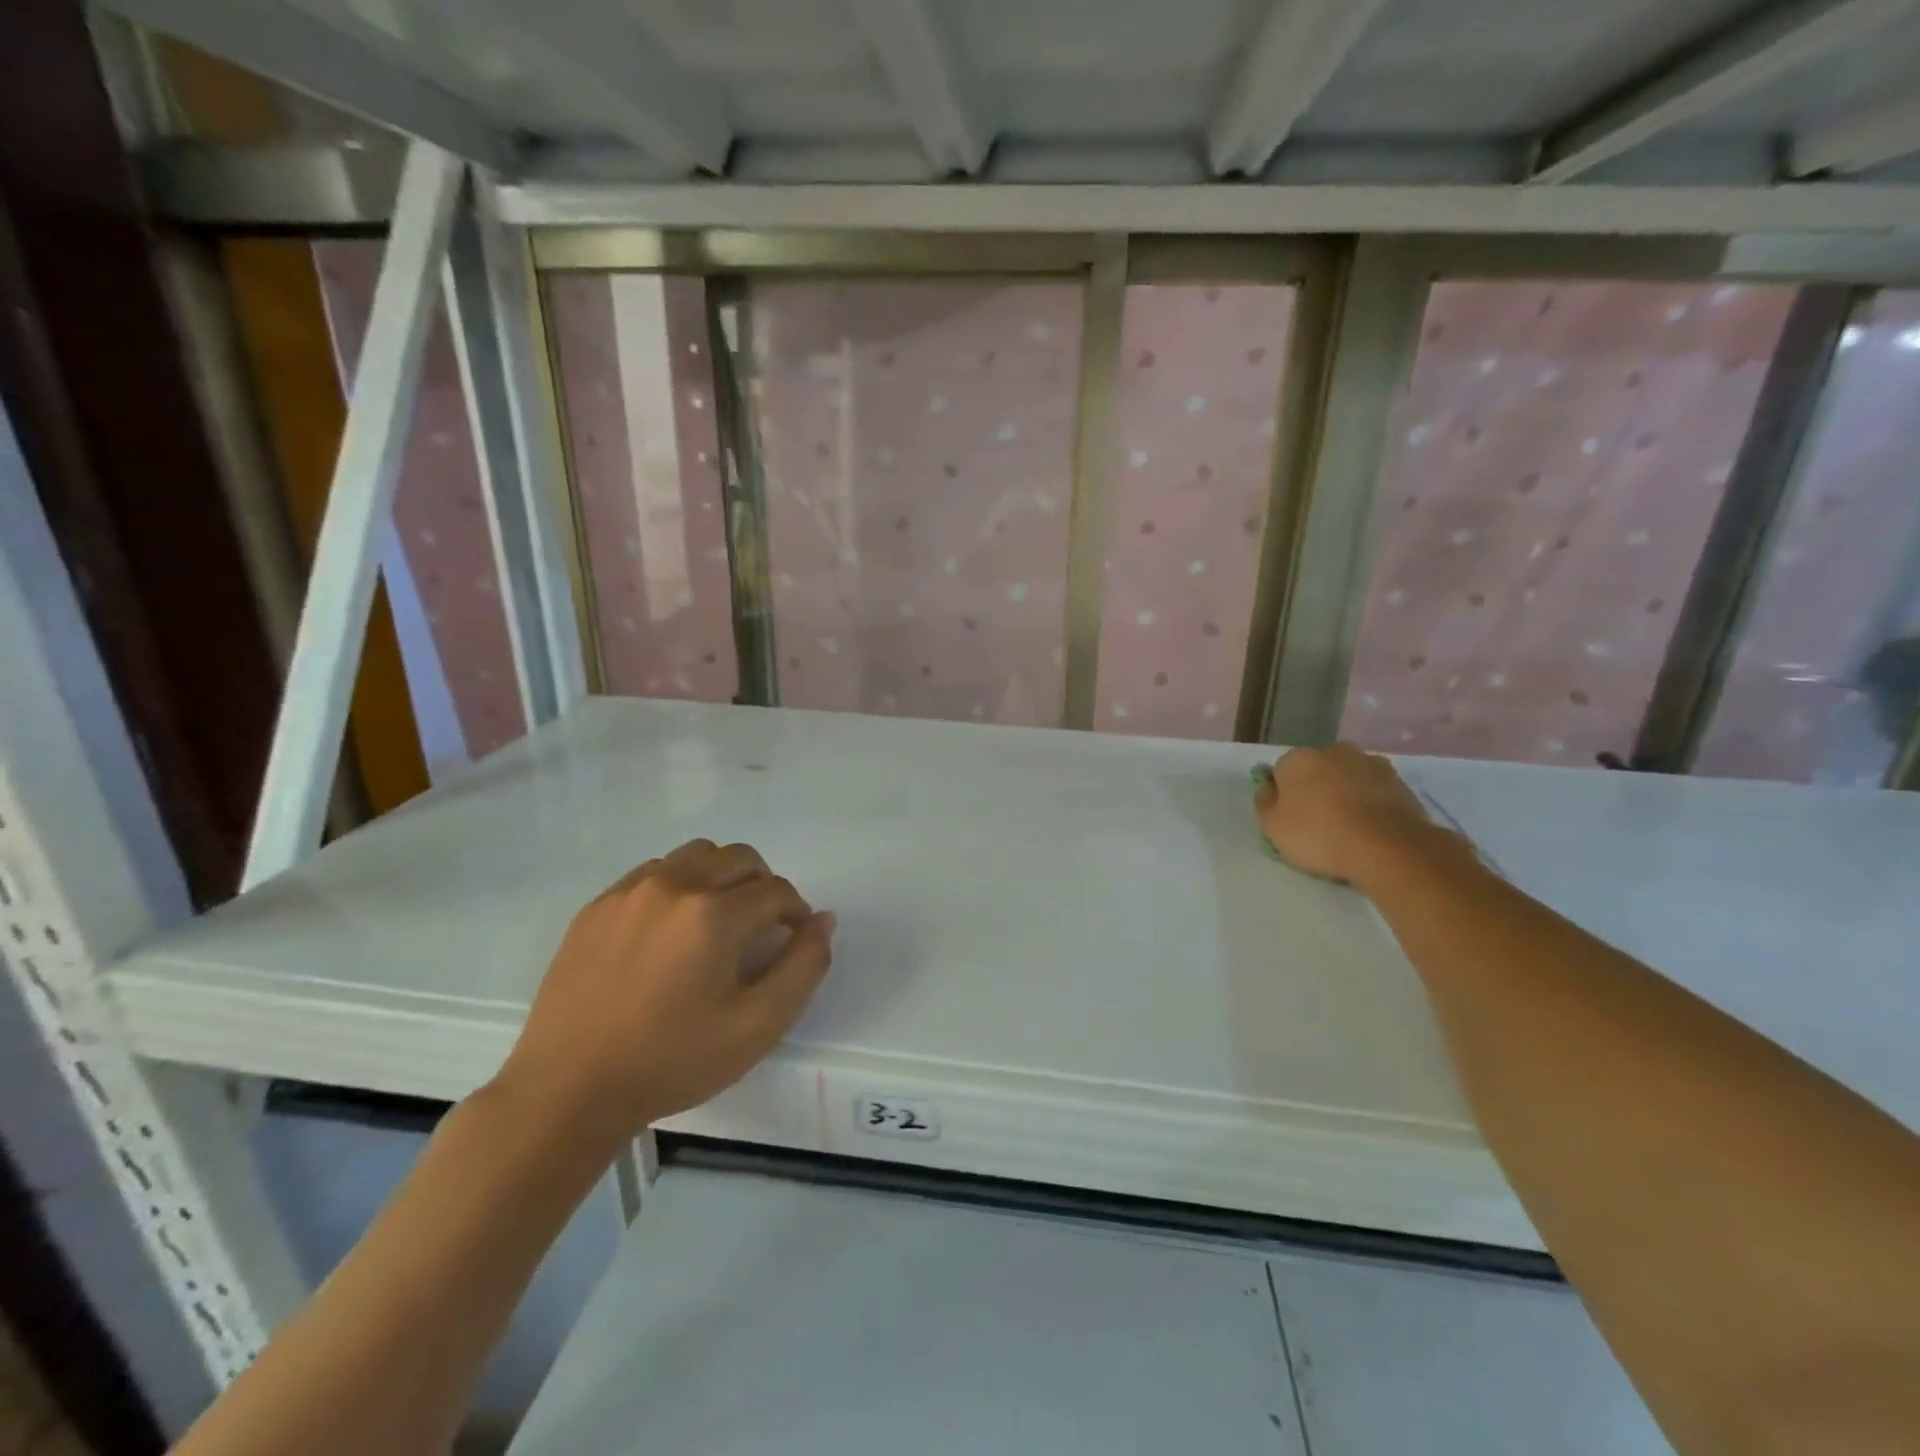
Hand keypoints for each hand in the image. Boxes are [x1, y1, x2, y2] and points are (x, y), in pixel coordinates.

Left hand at [495, 839, 834, 1148]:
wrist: (568, 1091)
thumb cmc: (672, 1061)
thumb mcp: (758, 1026)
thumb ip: (803, 966)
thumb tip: (823, 920)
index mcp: (713, 913)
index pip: (777, 890)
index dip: (796, 913)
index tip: (791, 941)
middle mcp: (673, 885)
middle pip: (739, 857)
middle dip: (763, 886)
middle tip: (760, 929)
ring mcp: (629, 891)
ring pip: (695, 856)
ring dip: (720, 878)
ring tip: (715, 924)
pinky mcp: (596, 906)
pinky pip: (652, 872)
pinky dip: (677, 886)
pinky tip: (669, 932)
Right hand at [1254, 743, 1456, 887]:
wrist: (1387, 847)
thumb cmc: (1319, 835)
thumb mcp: (1272, 827)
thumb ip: (1264, 802)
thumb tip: (1268, 787)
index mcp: (1297, 759)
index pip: (1282, 772)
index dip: (1284, 795)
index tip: (1289, 818)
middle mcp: (1333, 750)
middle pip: (1317, 770)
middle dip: (1316, 788)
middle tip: (1318, 822)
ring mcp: (1370, 763)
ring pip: (1348, 777)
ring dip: (1345, 793)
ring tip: (1349, 827)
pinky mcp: (1400, 781)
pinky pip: (1374, 790)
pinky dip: (1371, 803)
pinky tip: (1371, 828)